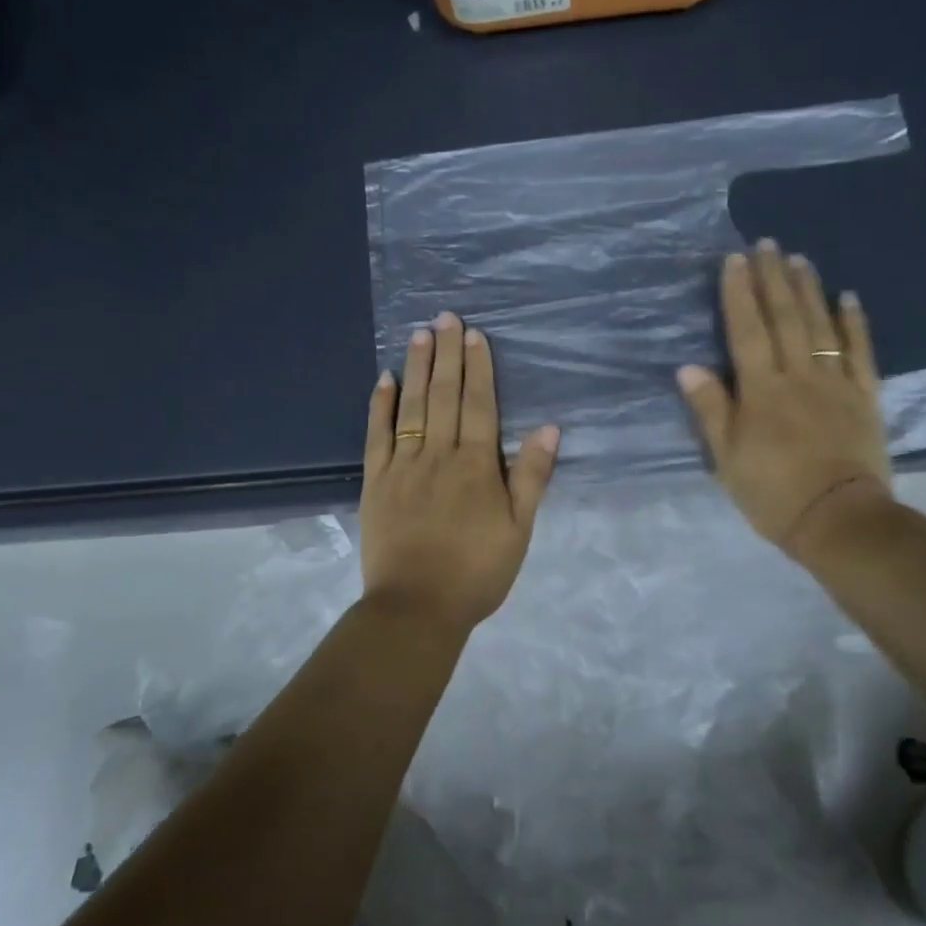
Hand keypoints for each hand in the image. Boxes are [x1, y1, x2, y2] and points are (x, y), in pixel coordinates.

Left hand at [360, 312, 559, 633]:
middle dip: (446, 354)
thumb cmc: (477, 572)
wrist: (416, 608)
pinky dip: (380, 405)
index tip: (474, 334)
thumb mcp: (518, 531)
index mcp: (476, 466)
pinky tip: (384, 378)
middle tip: (445, 317)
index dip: (478, 367)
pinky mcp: (376, 482)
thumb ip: (531, 478)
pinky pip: (377, 435)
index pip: (479, 405)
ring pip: (411, 406)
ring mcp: (402, 466)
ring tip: (419, 333)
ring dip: (417, 368)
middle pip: (444, 395)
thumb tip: (549, 429)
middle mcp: (438, 455)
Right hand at [677, 241, 894, 560]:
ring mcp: (836, 383)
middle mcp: (798, 376)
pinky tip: (848, 297)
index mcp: (761, 391)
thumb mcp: (727, 458)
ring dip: (809, 289)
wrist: (838, 519)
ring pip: (820, 326)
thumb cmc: (772, 493)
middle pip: (784, 318)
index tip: (734, 260)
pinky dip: (855, 323)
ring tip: (799, 259)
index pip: (746, 331)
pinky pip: (860, 351)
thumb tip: (689, 367)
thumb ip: (711, 410)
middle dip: (773, 278)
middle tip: (767, 243)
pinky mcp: (865, 396)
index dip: (739, 293)